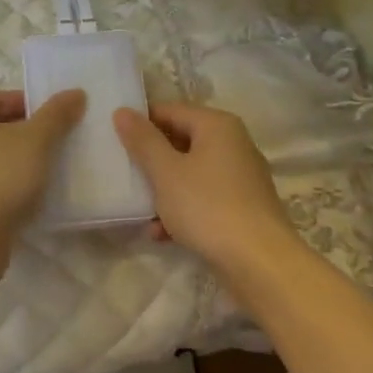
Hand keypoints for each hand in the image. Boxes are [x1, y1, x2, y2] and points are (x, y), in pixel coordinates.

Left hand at [0, 88, 86, 247]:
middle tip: (54, 146)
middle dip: (22, 135)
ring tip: (43, 173)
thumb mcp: (36, 139)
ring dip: (12, 163)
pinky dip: (0, 187)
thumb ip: (56, 114)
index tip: (56, 121)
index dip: (31, 106)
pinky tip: (24, 198)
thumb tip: (75, 93)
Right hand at [113, 102, 299, 273]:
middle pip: (181, 141)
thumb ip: (143, 140)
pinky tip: (161, 234)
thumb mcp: (166, 172)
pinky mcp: (242, 206)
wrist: (259, 261)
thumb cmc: (207, 207)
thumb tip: (123, 111)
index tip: (113, 140)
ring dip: (163, 190)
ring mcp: (241, 177)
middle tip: (122, 174)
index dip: (140, 122)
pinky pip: (204, 198)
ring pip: (190, 173)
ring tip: (140, 210)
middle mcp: (233, 144)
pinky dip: (182, 210)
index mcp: (217, 125)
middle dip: (151, 160)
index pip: (169, 110)